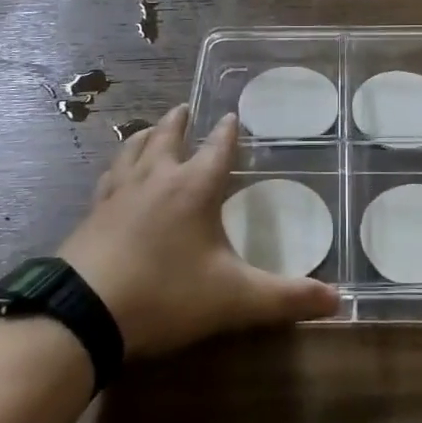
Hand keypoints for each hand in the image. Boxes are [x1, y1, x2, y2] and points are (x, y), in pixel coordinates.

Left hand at [59, 106, 339, 356]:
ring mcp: (119, 192)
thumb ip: (285, 298)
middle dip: (180, 121)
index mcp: (194, 187)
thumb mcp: (233, 300)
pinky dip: (117, 166)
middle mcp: (157, 178)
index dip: (228, 132)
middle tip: (185, 108)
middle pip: (169, 136)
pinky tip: (114, 175)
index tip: (232, 115)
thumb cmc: (165, 295)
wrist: (84, 313)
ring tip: (151, 129)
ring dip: (147, 135)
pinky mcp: (92, 212)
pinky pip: (108, 176)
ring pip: (134, 149)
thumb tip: (337, 300)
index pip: (217, 148)